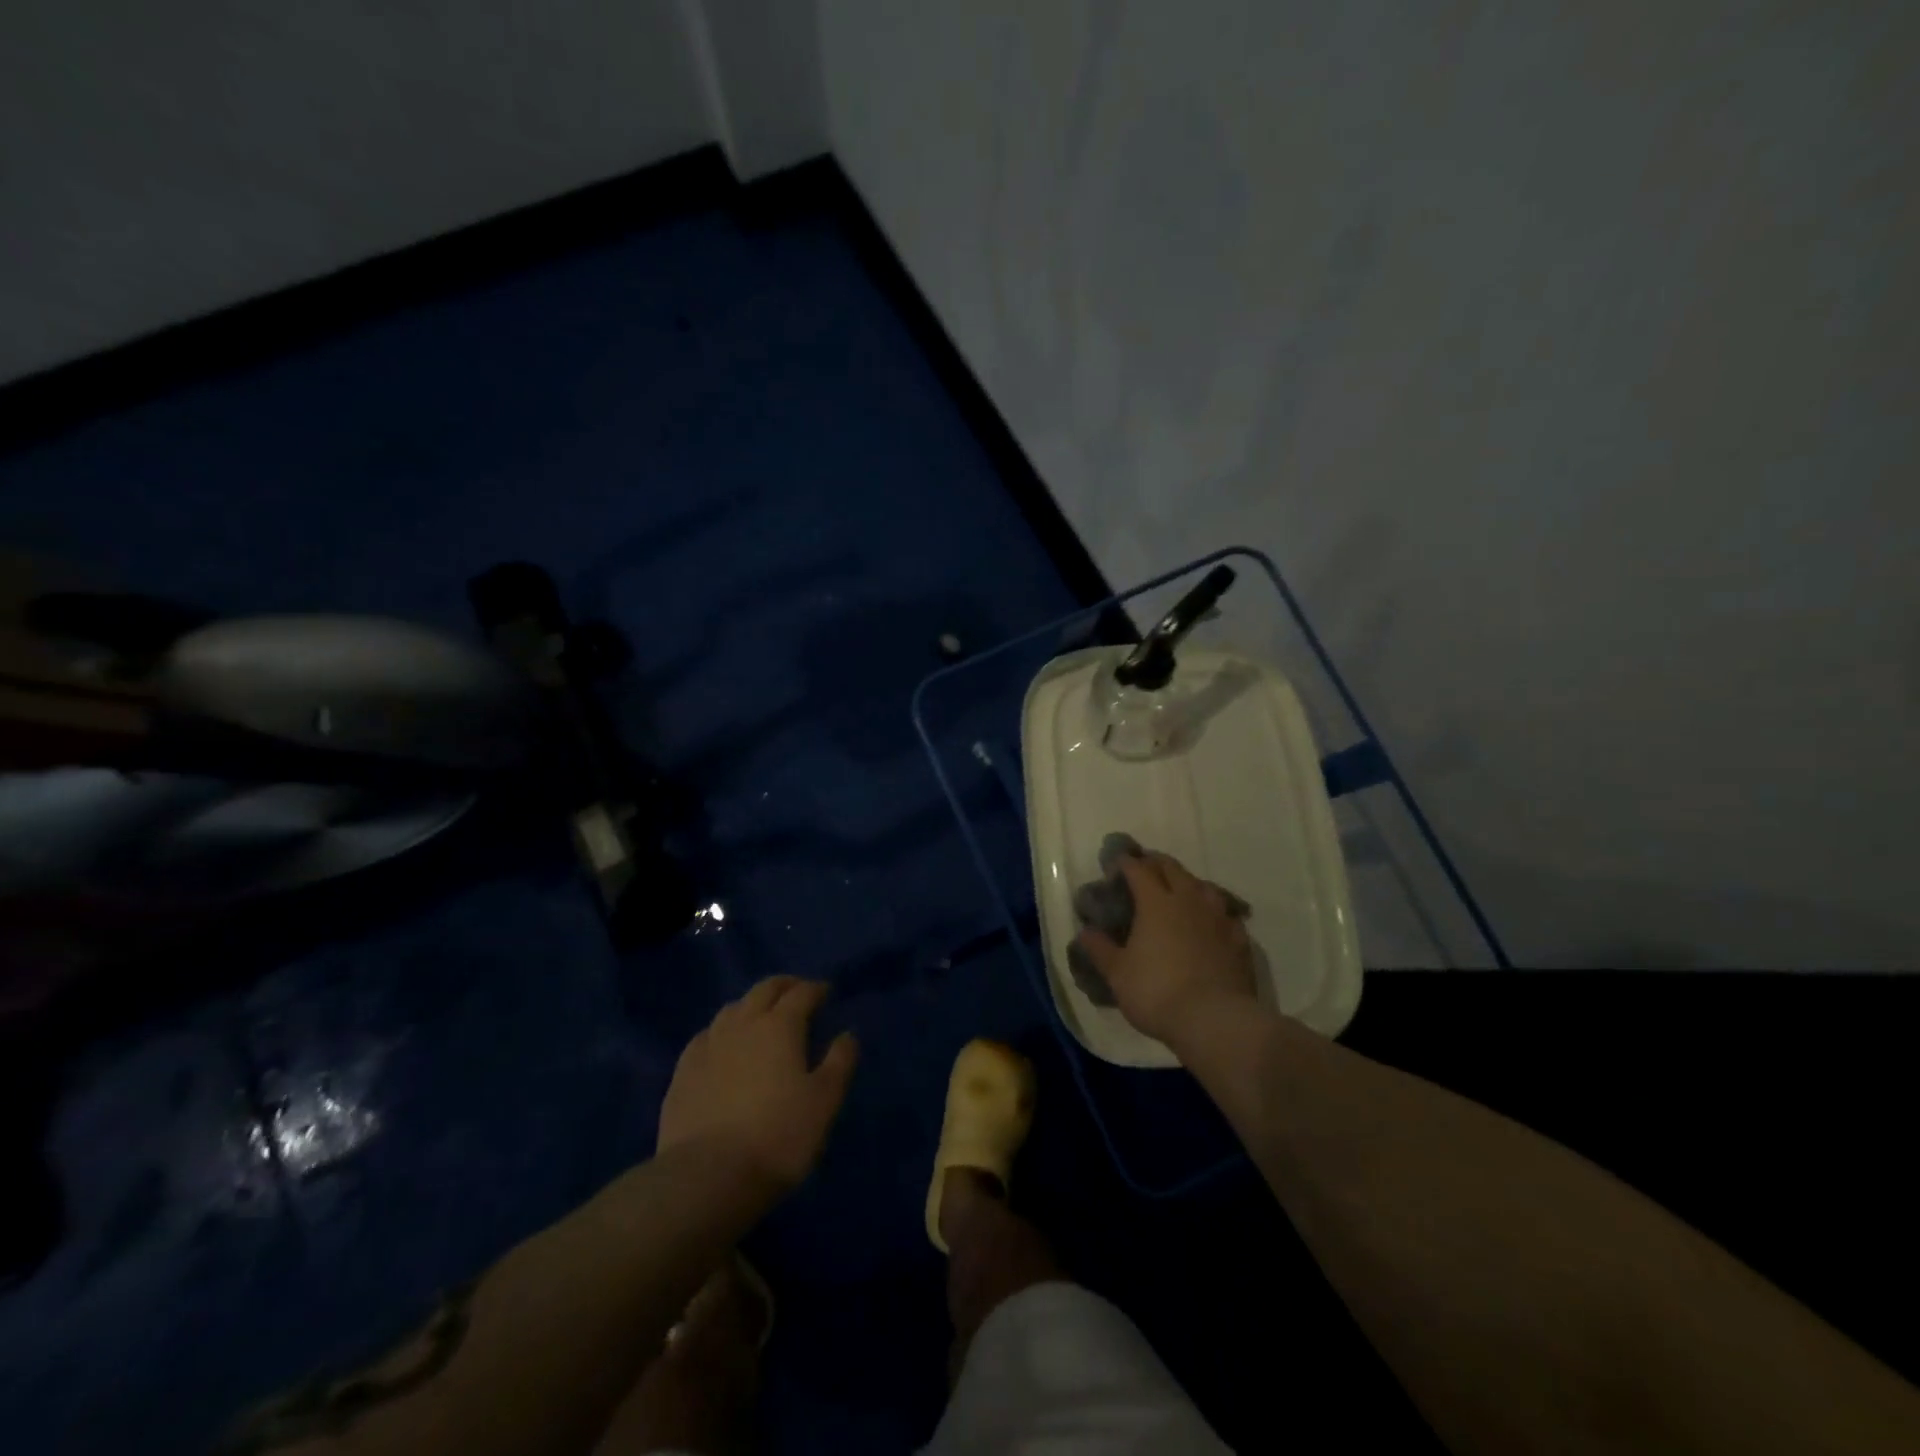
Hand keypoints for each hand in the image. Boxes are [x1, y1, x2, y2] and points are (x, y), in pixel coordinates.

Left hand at [658, 977, 859, 1193]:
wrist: (707, 1176)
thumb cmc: (778, 1136)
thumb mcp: (825, 1101)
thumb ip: (840, 1062)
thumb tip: (847, 1034)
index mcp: (780, 1025)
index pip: (802, 993)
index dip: (817, 989)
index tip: (827, 993)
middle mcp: (743, 1023)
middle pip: (764, 989)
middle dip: (784, 986)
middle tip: (797, 993)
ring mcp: (708, 1044)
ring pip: (733, 1008)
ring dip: (752, 1005)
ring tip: (761, 1018)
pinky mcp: (683, 1071)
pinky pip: (706, 1036)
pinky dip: (722, 1031)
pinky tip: (723, 1046)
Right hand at [1075, 853, 1256, 1047]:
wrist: (1214, 1019)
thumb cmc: (1156, 991)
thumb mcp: (1117, 973)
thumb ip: (1100, 949)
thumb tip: (1085, 931)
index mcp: (1155, 902)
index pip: (1139, 870)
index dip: (1126, 863)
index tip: (1116, 863)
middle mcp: (1188, 900)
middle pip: (1172, 869)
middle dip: (1156, 863)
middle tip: (1144, 867)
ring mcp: (1218, 917)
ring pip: (1204, 885)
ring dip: (1188, 882)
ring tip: (1180, 890)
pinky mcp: (1240, 939)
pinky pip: (1226, 913)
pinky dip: (1214, 910)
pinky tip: (1212, 921)